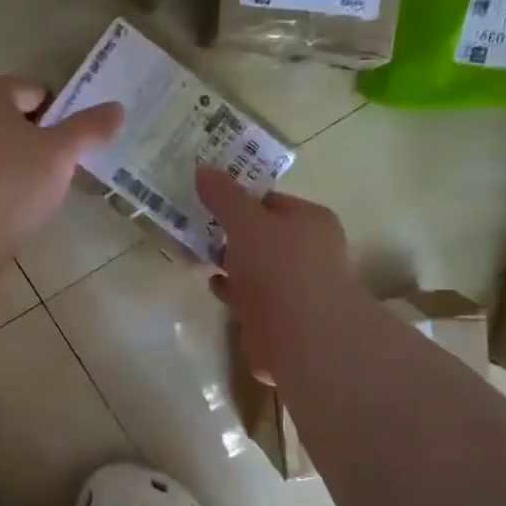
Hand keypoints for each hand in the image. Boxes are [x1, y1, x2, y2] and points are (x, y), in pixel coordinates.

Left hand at [0, 77, 123, 243]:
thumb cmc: (10, 181)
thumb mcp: (60, 151)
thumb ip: (88, 129)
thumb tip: (116, 109)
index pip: (31, 88)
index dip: (59, 105)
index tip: (80, 132)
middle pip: (16, 124)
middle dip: (45, 140)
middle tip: (71, 162)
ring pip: (5, 157)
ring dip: (28, 170)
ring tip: (52, 192)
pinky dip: (11, 195)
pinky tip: (26, 214)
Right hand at [197, 166, 374, 382]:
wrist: (302, 336)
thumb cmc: (279, 268)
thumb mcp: (246, 222)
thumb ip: (224, 197)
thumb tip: (203, 169)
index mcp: (310, 220)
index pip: (271, 200)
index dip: (239, 197)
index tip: (206, 198)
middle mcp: (308, 251)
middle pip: (262, 235)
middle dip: (232, 232)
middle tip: (196, 226)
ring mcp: (295, 288)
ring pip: (255, 268)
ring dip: (231, 262)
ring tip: (198, 254)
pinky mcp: (279, 319)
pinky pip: (250, 297)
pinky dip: (233, 290)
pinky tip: (213, 285)